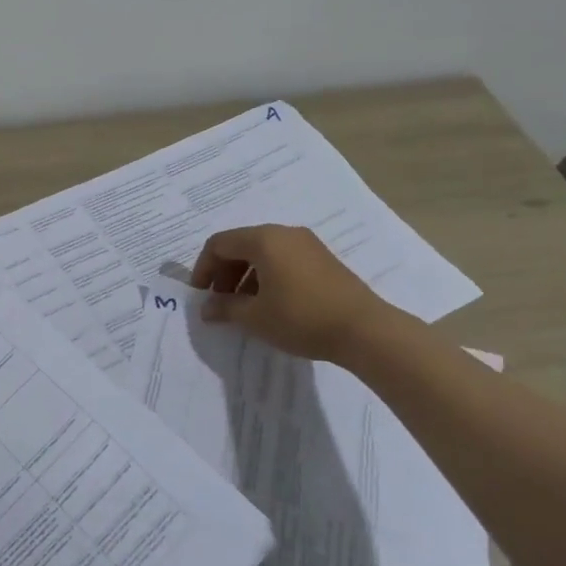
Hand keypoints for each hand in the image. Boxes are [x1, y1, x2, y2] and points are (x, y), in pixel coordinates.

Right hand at [191, 224, 395, 360]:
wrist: (365, 330)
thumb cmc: (301, 318)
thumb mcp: (255, 317)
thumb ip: (225, 308)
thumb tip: (207, 308)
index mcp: (264, 240)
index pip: (219, 244)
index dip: (203, 268)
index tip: (201, 295)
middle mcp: (284, 234)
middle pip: (241, 245)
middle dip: (224, 273)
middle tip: (220, 302)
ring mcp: (307, 245)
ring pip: (263, 253)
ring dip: (245, 276)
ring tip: (244, 307)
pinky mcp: (323, 260)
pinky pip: (283, 260)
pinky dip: (267, 276)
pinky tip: (270, 304)